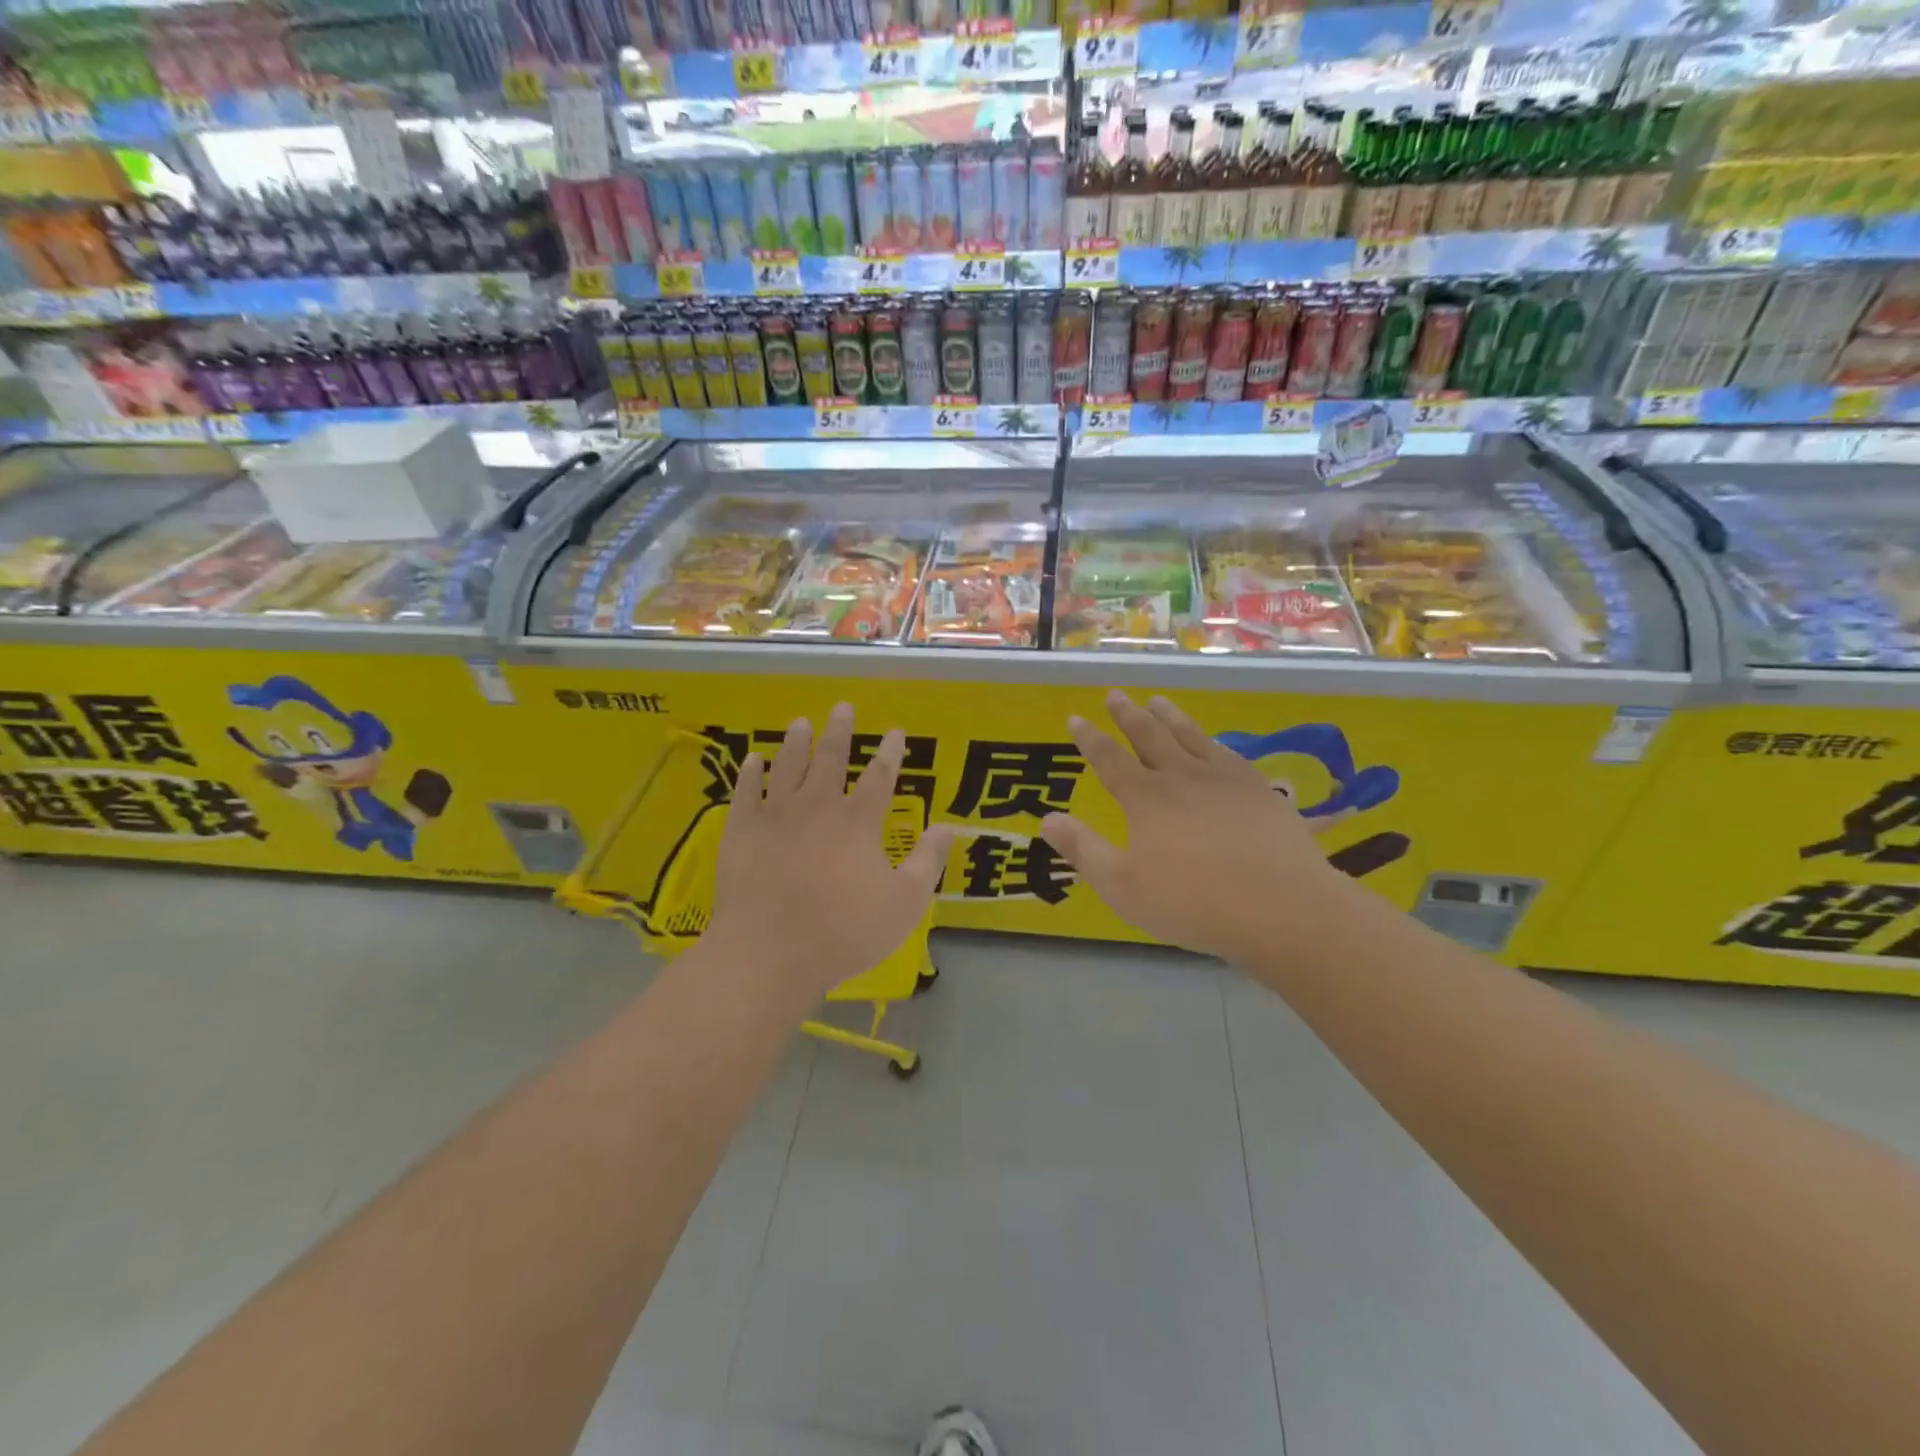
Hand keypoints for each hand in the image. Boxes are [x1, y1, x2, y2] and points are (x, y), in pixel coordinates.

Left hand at [708, 703, 958, 1003]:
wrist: (770, 952)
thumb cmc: (844, 931)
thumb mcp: (904, 903)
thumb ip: (928, 861)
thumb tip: (949, 827)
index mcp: (858, 822)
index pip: (880, 776)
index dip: (890, 752)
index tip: (896, 732)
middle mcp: (817, 807)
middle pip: (830, 759)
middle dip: (839, 731)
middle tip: (842, 707)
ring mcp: (776, 816)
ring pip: (787, 767)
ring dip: (795, 743)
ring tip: (799, 723)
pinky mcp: (742, 832)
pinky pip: (746, 792)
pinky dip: (750, 773)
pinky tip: (753, 759)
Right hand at [1042, 690, 1353, 963]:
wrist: (1281, 907)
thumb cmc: (1193, 902)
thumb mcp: (1122, 886)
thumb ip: (1084, 850)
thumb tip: (1047, 819)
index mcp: (1145, 798)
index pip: (1109, 759)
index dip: (1089, 738)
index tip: (1075, 718)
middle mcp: (1181, 777)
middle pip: (1149, 736)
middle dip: (1128, 715)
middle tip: (1116, 695)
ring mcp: (1224, 779)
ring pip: (1190, 737)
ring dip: (1170, 717)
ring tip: (1158, 700)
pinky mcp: (1259, 790)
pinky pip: (1227, 754)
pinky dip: (1212, 741)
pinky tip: (1212, 742)